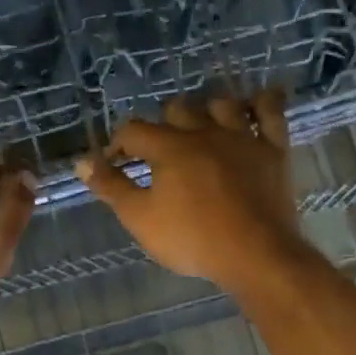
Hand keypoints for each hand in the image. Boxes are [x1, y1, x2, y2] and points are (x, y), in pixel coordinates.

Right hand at [73, 92, 316, 298]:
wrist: (255, 254)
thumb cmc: (193, 239)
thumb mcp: (141, 219)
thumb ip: (111, 187)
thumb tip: (82, 162)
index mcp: (169, 148)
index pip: (134, 130)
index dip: (119, 143)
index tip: (115, 162)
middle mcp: (205, 132)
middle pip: (178, 110)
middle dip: (162, 125)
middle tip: (160, 150)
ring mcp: (242, 137)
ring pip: (222, 104)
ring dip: (207, 110)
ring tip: (202, 127)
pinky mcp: (273, 149)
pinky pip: (271, 111)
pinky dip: (263, 101)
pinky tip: (258, 100)